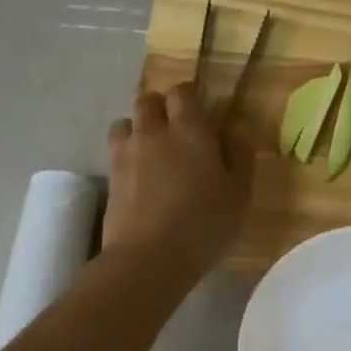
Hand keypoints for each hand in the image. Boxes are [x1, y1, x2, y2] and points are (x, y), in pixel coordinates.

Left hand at [103, 82, 252, 278]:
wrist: (149, 257)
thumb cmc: (204, 224)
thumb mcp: (239, 194)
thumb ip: (240, 157)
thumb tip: (234, 133)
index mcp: (190, 130)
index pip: (182, 92)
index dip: (190, 98)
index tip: (202, 115)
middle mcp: (154, 132)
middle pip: (149, 101)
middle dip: (162, 108)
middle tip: (177, 131)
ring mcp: (126, 153)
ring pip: (126, 122)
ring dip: (139, 128)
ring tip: (153, 150)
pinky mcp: (110, 177)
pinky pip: (116, 150)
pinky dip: (127, 153)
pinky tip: (140, 175)